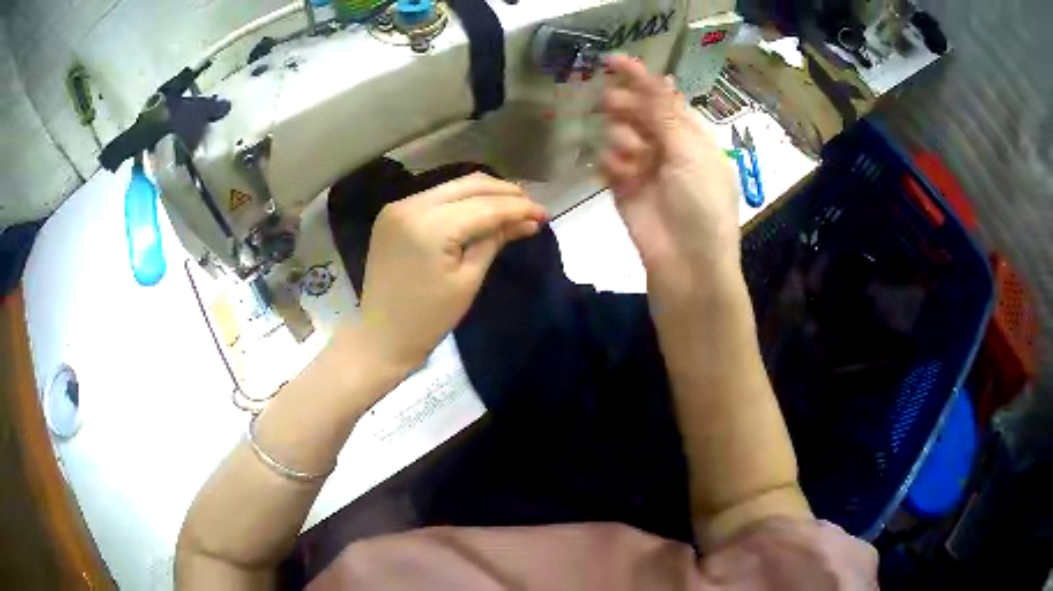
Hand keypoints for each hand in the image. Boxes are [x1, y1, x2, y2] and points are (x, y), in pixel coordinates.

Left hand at [356, 173, 545, 372]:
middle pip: (468, 185)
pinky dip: (460, 200)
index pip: (484, 207)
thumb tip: (528, 221)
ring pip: (451, 186)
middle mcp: (411, 205)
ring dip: (484, 193)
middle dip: (504, 192)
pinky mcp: (392, 214)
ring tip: (512, 206)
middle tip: (532, 206)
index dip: (518, 208)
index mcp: (430, 226)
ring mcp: (398, 207)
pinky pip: (434, 197)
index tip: (545, 213)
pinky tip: (480, 209)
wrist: (381, 336)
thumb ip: (495, 241)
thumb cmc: (428, 318)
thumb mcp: (468, 280)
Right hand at [598, 55, 740, 305]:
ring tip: (634, 160)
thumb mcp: (690, 153)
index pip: (663, 98)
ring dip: (622, 139)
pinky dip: (611, 164)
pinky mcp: (622, 188)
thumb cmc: (701, 204)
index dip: (640, 79)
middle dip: (624, 105)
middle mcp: (667, 147)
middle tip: (613, 105)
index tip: (613, 61)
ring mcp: (644, 167)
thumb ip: (666, 115)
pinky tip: (622, 177)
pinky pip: (607, 162)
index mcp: (691, 135)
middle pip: (637, 112)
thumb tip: (659, 78)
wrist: (688, 264)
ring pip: (618, 134)